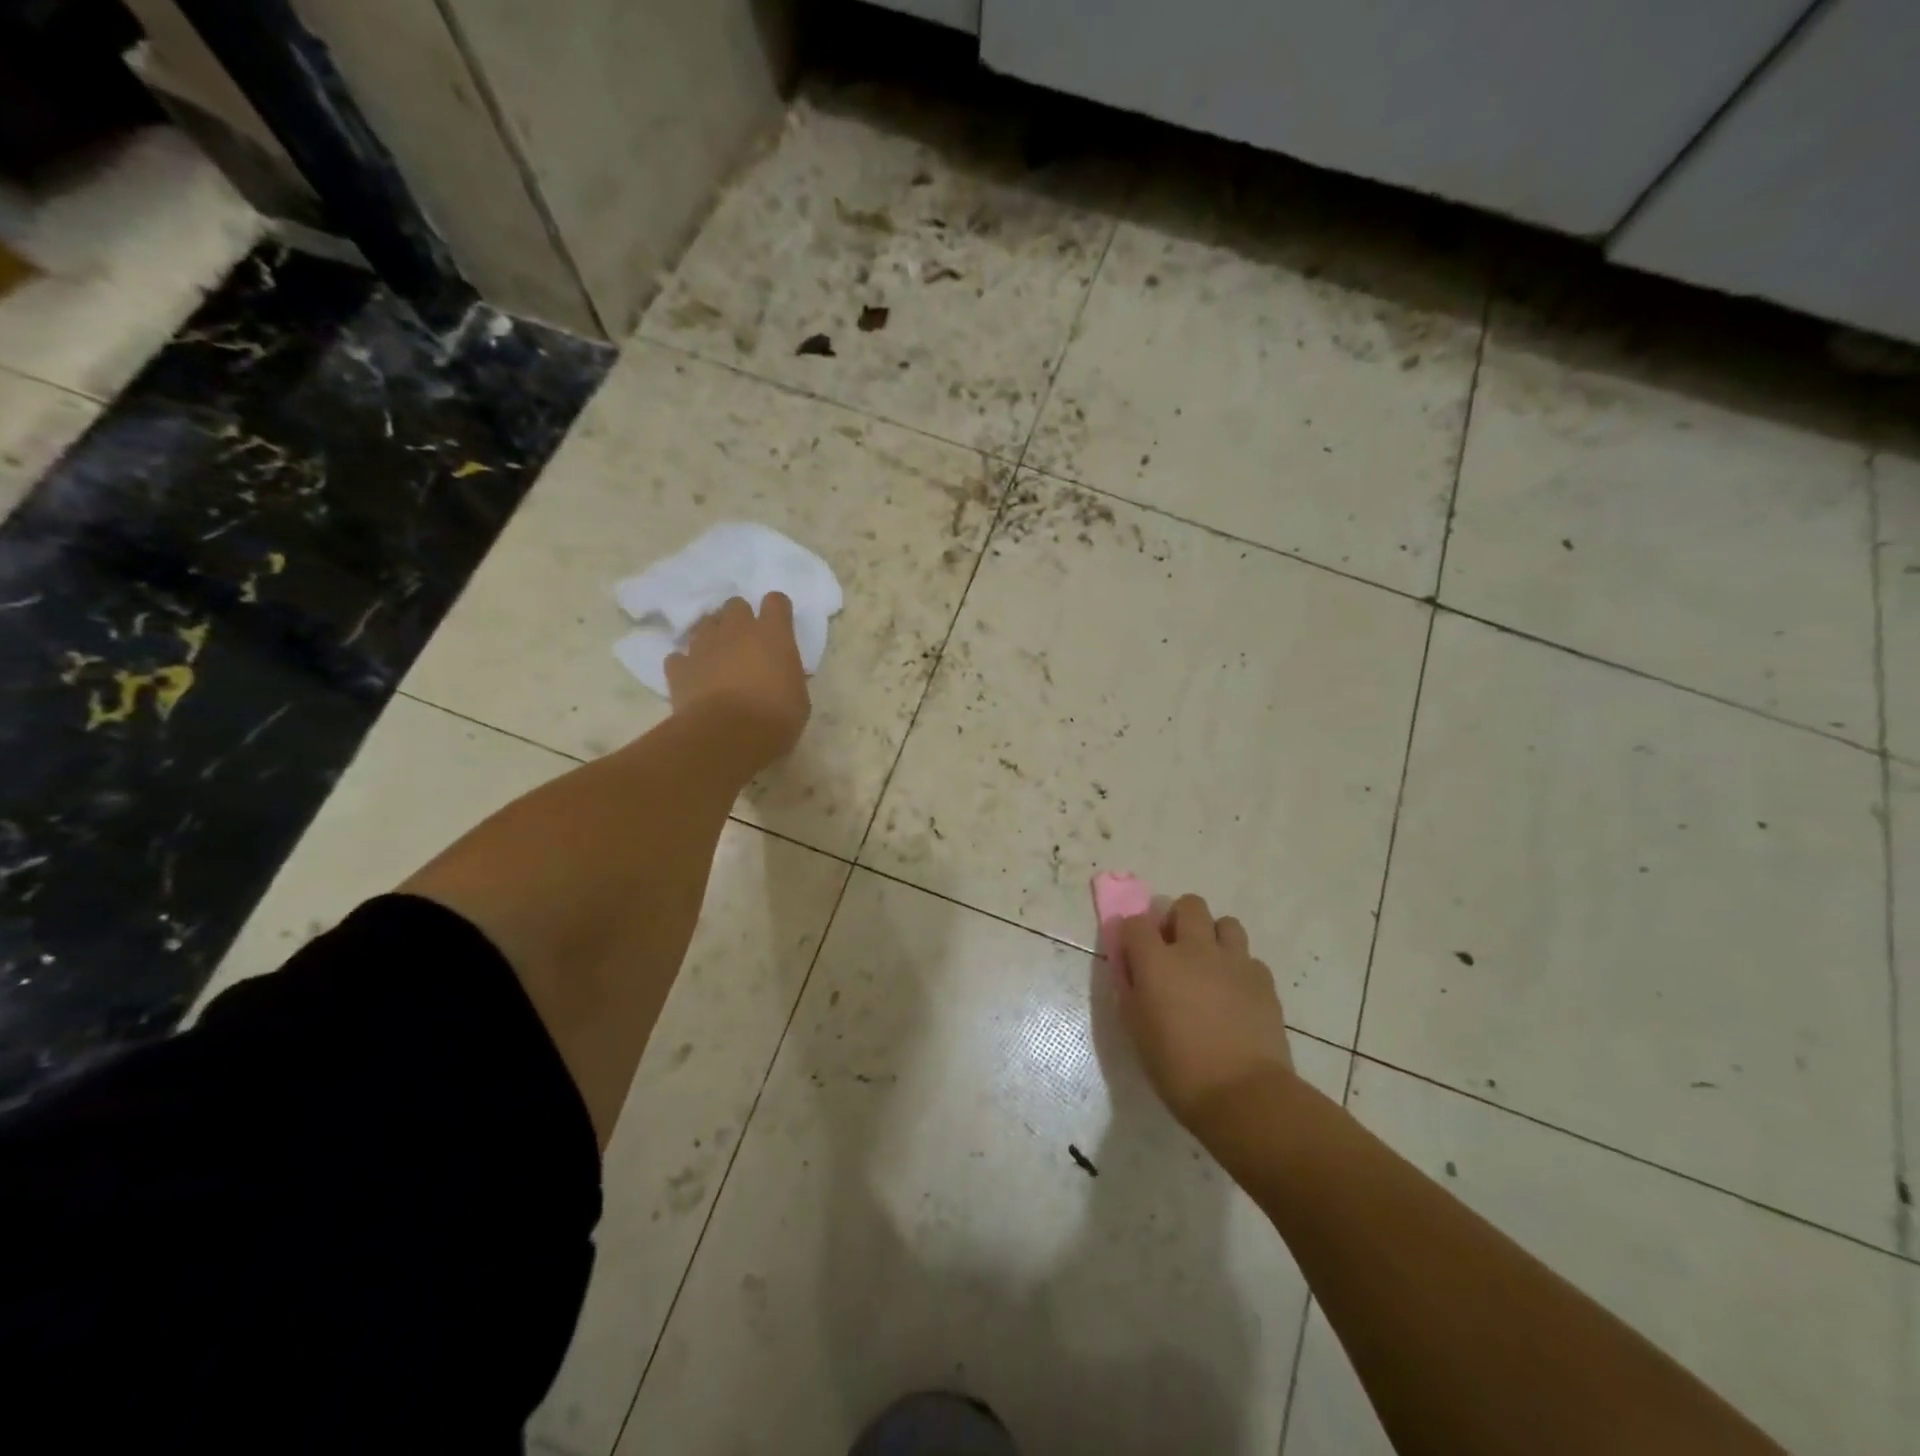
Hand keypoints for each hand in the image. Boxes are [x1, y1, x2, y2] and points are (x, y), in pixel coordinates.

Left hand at [665, 593, 810, 768]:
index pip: (776, 602)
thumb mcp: (799, 699)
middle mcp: (736, 630)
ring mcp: (703, 646)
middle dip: (741, 618)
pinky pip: (680, 657)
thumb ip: (789, 676)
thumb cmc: (774, 719)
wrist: (726, 736)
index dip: (777, 611)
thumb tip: (781, 675)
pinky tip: (694, 678)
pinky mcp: (679, 667)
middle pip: (735, 605)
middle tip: (747, 642)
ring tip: (719, 657)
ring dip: (713, 636)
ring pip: (705, 624)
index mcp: (773, 635)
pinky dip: (687, 664)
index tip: (779, 625)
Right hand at [1117, 894, 1295, 1132]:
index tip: (1134, 953)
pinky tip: (1235, 993)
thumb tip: (1132, 969)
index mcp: (1157, 962)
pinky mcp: (1263, 979)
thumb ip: (1131, 990)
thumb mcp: (1137, 1031)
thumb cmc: (1177, 1069)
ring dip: (1213, 937)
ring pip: (1225, 923)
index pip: (1136, 922)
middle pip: (1188, 905)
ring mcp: (1233, 961)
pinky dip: (1238, 968)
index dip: (1133, 933)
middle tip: (1175, 949)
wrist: (1243, 1095)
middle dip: (1178, 919)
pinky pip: (1249, 957)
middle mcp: (1195, 950)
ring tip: (1209, 965)